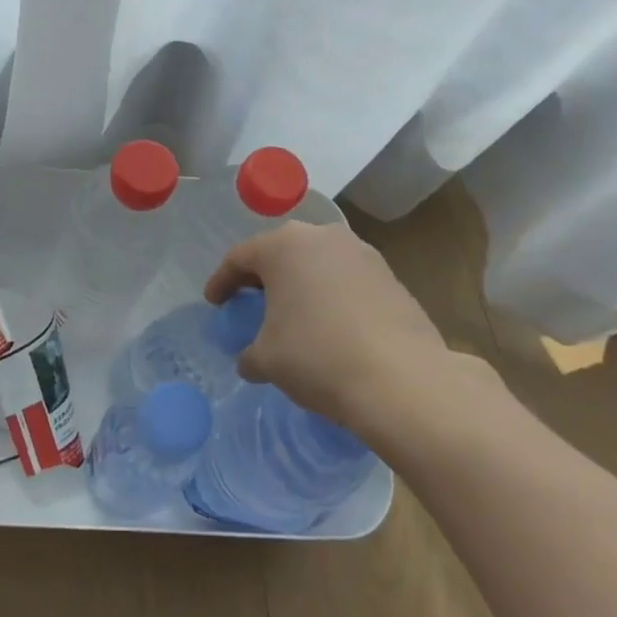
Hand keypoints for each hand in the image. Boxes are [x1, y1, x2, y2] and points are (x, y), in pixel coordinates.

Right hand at [206, 221, 493, 452]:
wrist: (402, 380)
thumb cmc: (318, 357)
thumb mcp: (267, 359)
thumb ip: (250, 353)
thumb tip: (251, 359)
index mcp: (282, 246)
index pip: (239, 258)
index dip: (221, 281)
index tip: (214, 303)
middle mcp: (321, 236)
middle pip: (280, 253)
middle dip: (263, 277)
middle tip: (250, 302)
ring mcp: (361, 253)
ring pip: (317, 262)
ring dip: (301, 284)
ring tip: (294, 313)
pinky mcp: (390, 276)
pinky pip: (346, 279)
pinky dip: (331, 295)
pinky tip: (331, 324)